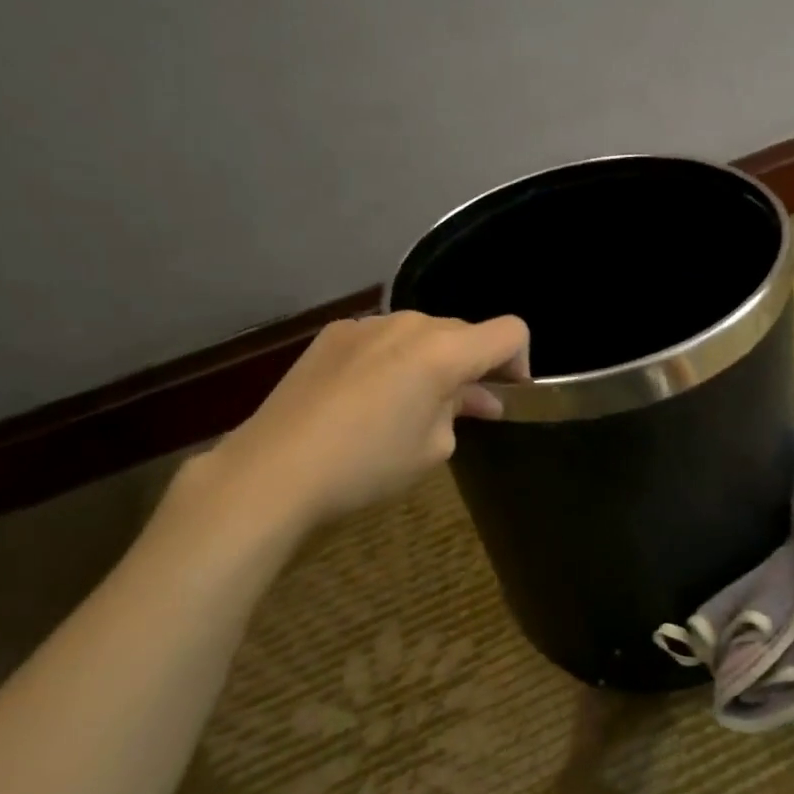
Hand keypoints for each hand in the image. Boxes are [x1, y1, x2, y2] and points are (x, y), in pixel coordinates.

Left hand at [189, 311, 529, 541]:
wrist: (273, 470)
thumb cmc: (367, 465)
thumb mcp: (433, 448)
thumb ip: (461, 410)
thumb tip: (473, 397)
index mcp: (444, 350)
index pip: (510, 332)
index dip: (520, 363)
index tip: (504, 397)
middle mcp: (409, 324)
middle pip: (464, 331)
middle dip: (473, 365)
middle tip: (462, 410)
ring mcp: (366, 324)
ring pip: (422, 333)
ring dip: (432, 361)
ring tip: (411, 404)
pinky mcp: (332, 335)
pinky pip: (383, 338)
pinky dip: (394, 359)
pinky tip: (369, 397)